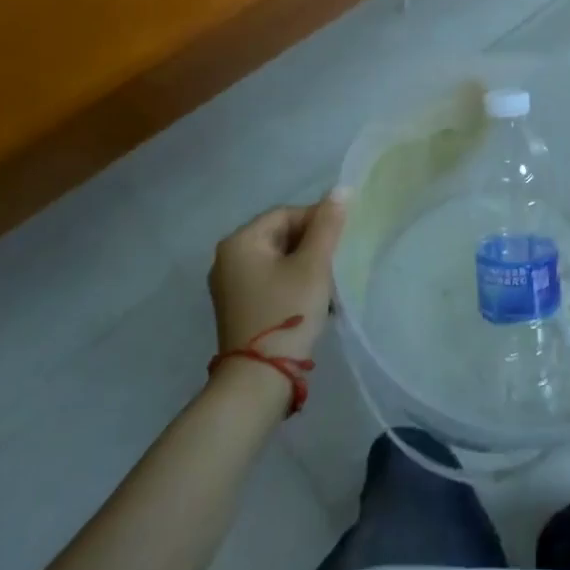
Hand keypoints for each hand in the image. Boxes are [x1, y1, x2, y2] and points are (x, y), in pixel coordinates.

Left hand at [208, 195, 346, 366]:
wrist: (258, 381)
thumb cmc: (287, 312)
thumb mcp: (313, 265)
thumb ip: (328, 225)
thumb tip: (341, 189)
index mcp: (240, 241)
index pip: (287, 214)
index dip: (318, 221)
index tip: (341, 240)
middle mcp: (228, 258)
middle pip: (281, 235)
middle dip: (312, 246)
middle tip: (337, 263)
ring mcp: (230, 285)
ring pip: (278, 260)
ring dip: (306, 266)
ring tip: (328, 285)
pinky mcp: (238, 307)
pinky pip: (271, 280)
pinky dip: (293, 283)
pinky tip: (313, 300)